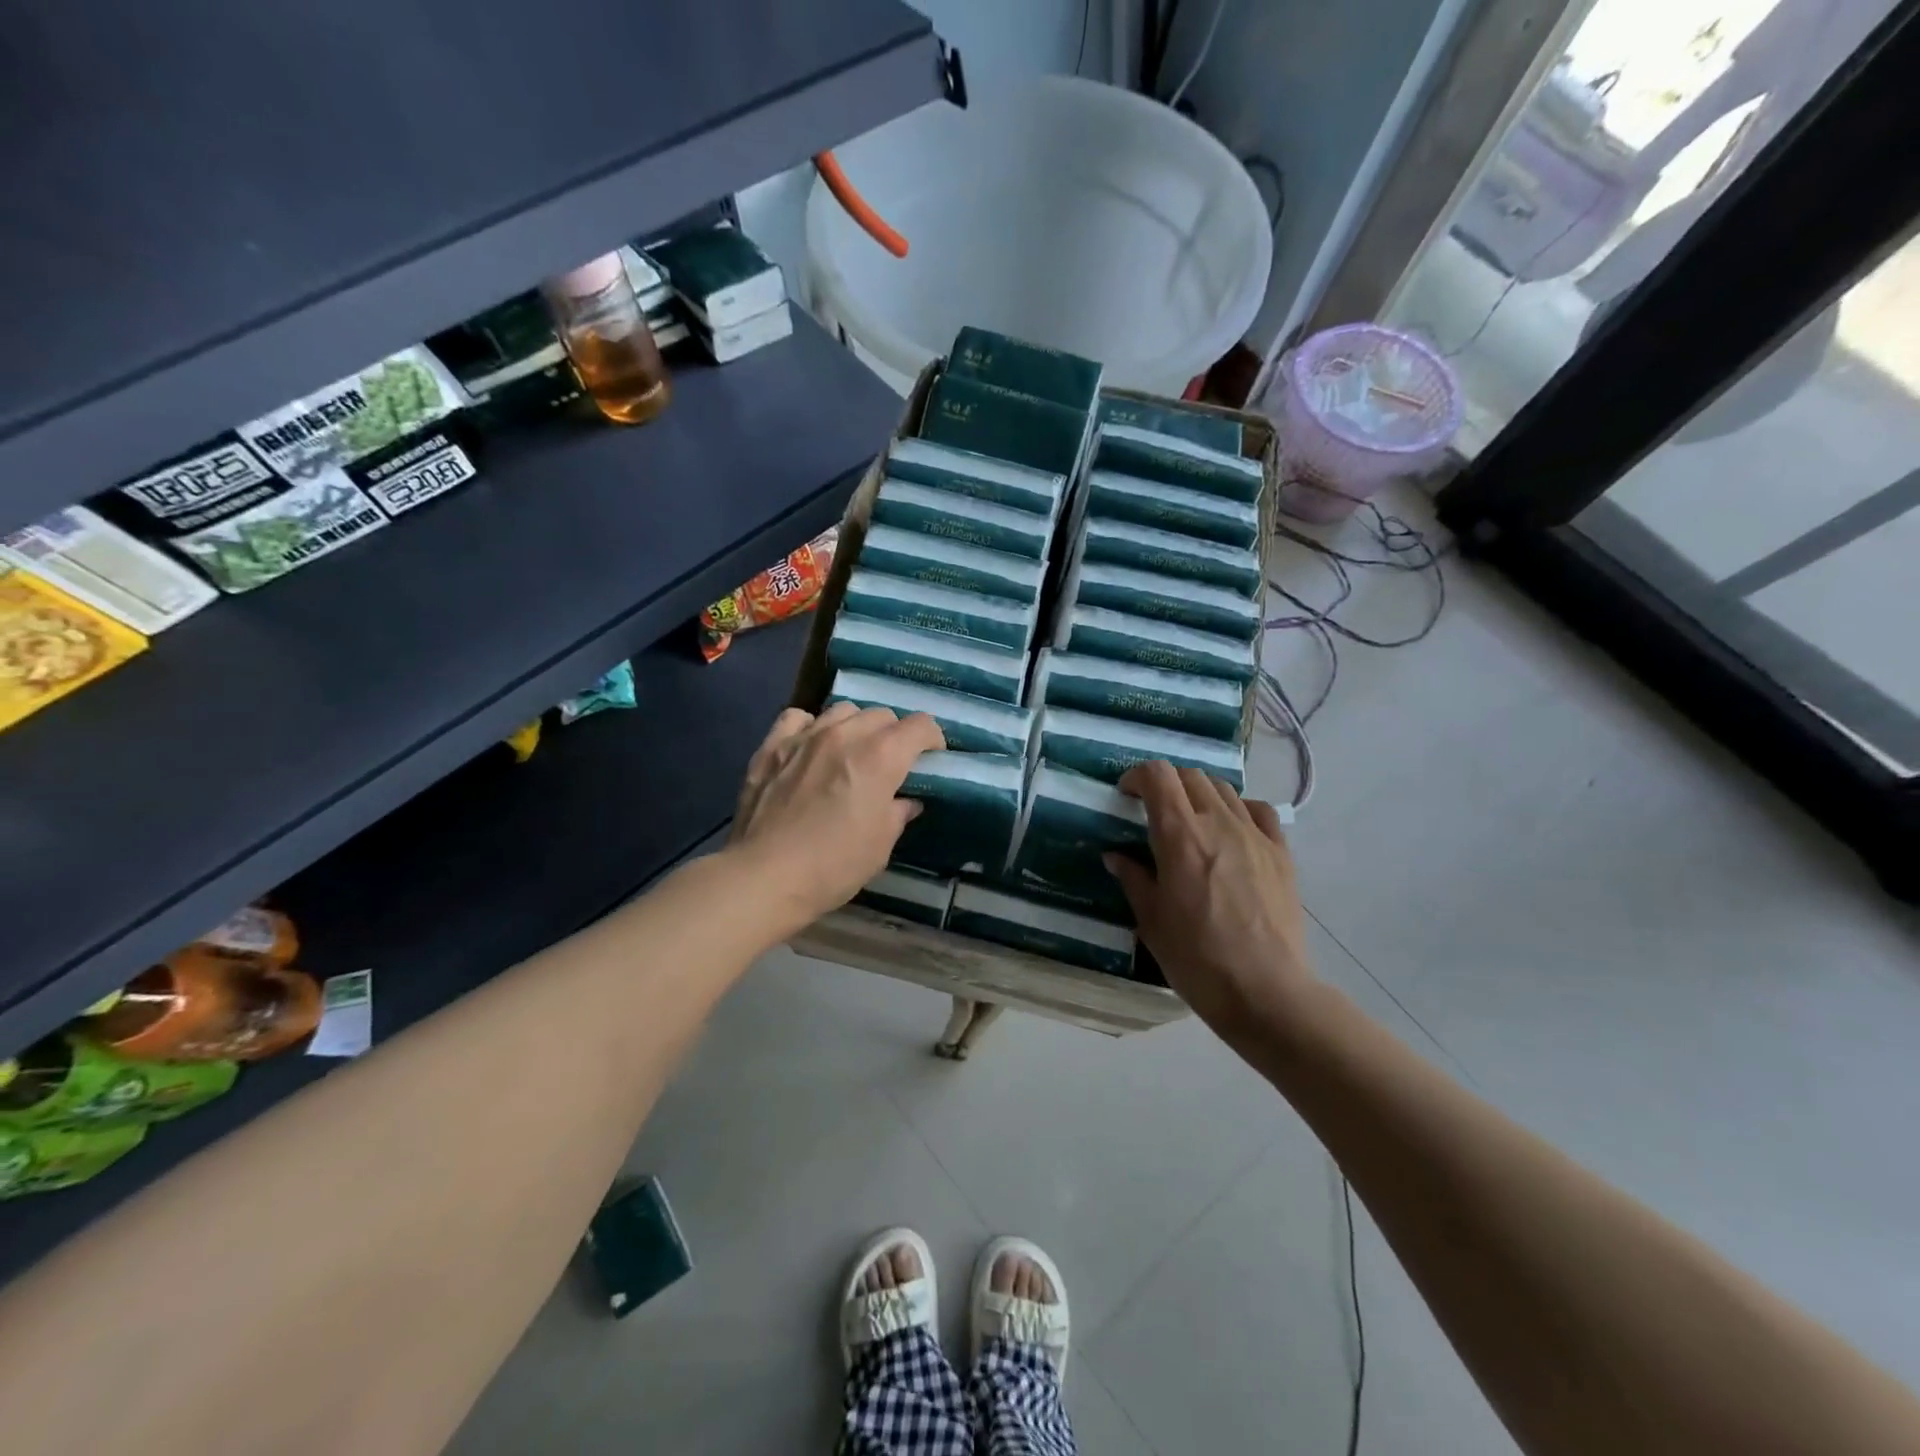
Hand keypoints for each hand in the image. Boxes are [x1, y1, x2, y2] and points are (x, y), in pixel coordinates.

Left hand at [729, 702, 944, 933]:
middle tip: (891, 762)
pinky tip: (810, 746)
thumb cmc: (833, 866)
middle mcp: (845, 735)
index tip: (931, 757)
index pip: (920, 725)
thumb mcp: (881, 846)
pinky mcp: (772, 746)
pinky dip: (811, 726)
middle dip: (894, 734)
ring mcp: (805, 736)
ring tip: (851, 751)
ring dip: (856, 726)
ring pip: (842, 710)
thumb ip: (898, 813)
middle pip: (882, 714)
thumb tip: (906, 801)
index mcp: (880, 757)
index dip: (932, 738)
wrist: (765, 876)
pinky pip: (798, 717)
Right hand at [1105, 762, 1315, 1051]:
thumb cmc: (1196, 957)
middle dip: (1167, 783)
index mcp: (1180, 835)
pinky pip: (1259, 811)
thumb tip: (1116, 856)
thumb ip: (1133, 878)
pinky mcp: (1281, 853)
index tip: (1126, 793)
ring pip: (1224, 789)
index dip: (1137, 775)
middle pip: (1190, 776)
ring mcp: (1255, 834)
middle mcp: (1218, 822)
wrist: (1264, 990)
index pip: (1158, 776)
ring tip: (1191, 820)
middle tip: (1153, 808)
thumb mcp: (1151, 920)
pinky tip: (1232, 830)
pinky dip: (1239, 809)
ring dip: (1200, 794)